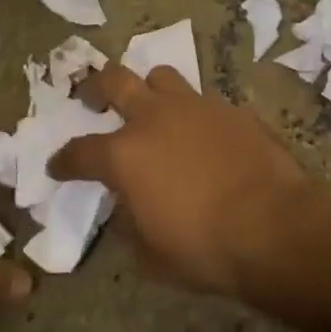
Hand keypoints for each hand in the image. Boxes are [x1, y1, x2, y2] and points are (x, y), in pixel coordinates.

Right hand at [47, 65, 312, 296]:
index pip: (80, 151)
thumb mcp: (150, 255)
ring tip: (152, 106)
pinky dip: (192, 114)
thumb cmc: (203, 247)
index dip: (65, 160)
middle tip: (93, 97)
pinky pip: (202, 101)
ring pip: (161, 76)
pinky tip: (201, 134)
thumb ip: (130, 223)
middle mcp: (154, 118)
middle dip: (97, 86)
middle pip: (115, 81)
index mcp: (125, 154)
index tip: (58, 166)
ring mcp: (194, 106)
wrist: (272, 223)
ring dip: (150, 88)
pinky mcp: (230, 108)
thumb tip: (127, 206)